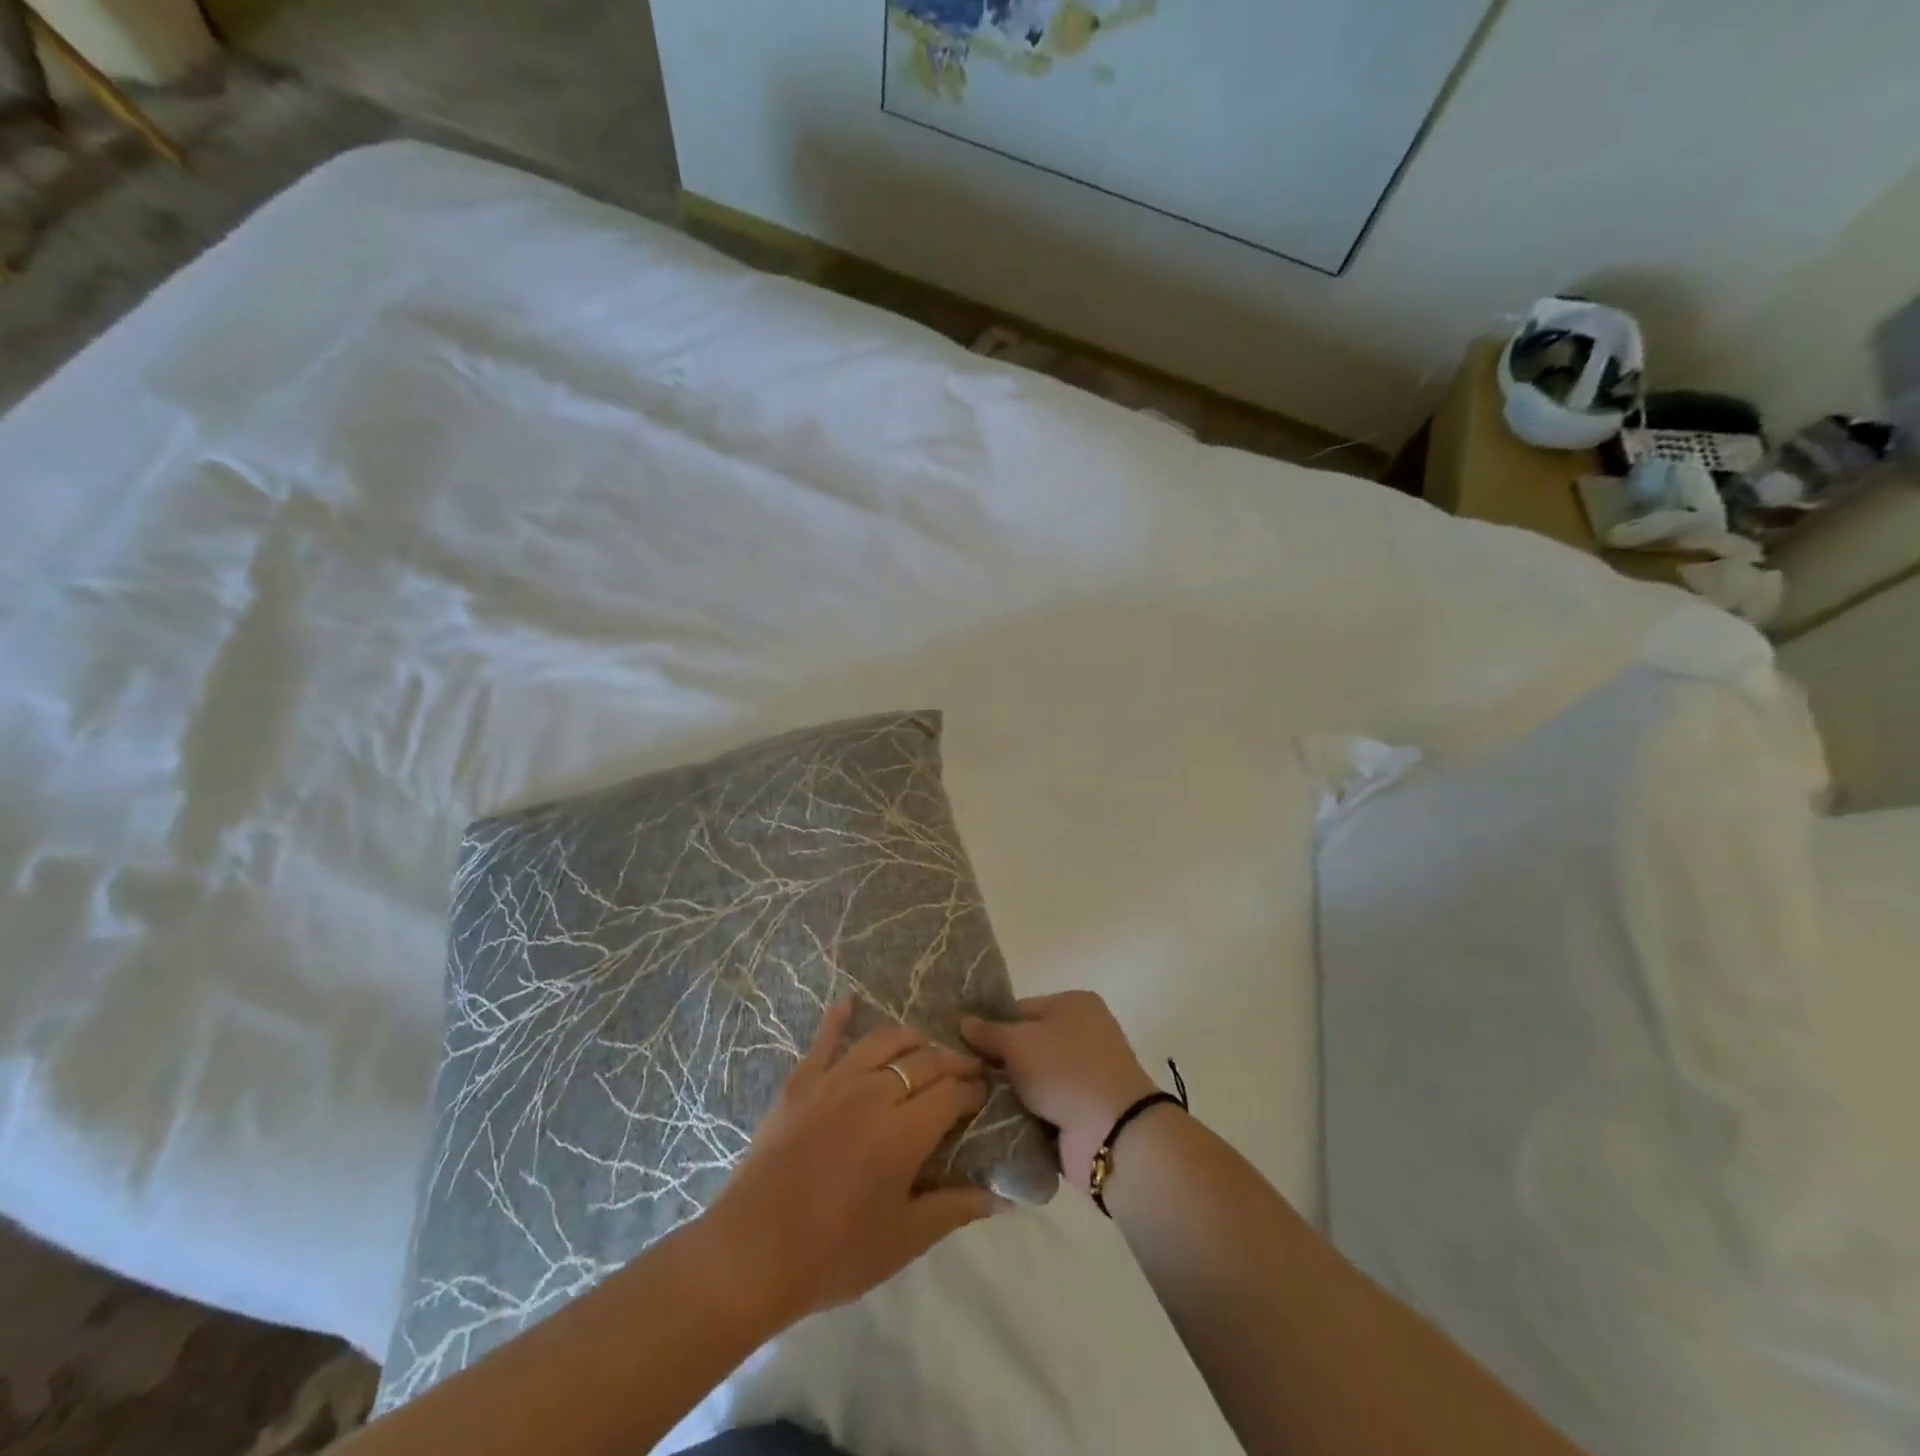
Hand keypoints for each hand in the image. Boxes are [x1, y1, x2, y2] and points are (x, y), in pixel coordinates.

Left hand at [705, 1001, 1005, 1328]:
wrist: (751, 1254)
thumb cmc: (835, 1254)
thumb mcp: (904, 1240)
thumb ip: (954, 1209)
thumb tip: (1002, 1199)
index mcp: (905, 1131)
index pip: (953, 1093)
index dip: (974, 1090)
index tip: (984, 1093)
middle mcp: (874, 1093)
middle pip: (924, 1061)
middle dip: (953, 1063)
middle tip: (966, 1071)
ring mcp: (834, 1082)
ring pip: (883, 1042)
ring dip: (912, 1039)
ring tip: (924, 1046)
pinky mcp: (800, 1083)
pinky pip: (824, 1041)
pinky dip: (838, 1018)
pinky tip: (849, 1002)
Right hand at [962, 991, 1160, 1194]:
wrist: (1113, 1133)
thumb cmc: (1065, 1071)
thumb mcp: (1019, 1042)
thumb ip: (989, 1032)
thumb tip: (964, 1022)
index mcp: (1073, 1004)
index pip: (1020, 1008)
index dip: (992, 1027)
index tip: (963, 1047)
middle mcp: (1082, 1033)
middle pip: (1026, 1043)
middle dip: (998, 1062)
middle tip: (964, 1076)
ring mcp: (1084, 1073)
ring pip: (1032, 1077)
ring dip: (1010, 1091)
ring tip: (972, 1100)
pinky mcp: (1082, 1109)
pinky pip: (1043, 1105)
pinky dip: (1025, 1113)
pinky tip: (996, 1120)